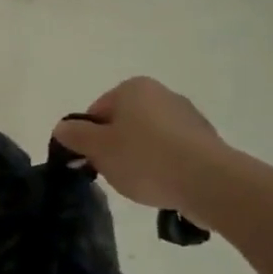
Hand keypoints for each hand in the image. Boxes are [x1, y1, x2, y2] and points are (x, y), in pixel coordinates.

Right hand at [53, 77, 227, 212]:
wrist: (209, 182)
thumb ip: (75, 135)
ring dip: (141, 158)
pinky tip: (164, 186)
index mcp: (133, 88)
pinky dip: (165, 167)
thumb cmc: (145, 158)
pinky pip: (174, 153)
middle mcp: (163, 94)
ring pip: (150, 139)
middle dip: (115, 147)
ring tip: (141, 184)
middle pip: (124, 123)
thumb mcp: (97, 148)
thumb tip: (63, 128)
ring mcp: (189, 118)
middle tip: (113, 173)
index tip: (92, 160)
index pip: (97, 111)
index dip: (89, 137)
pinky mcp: (208, 143)